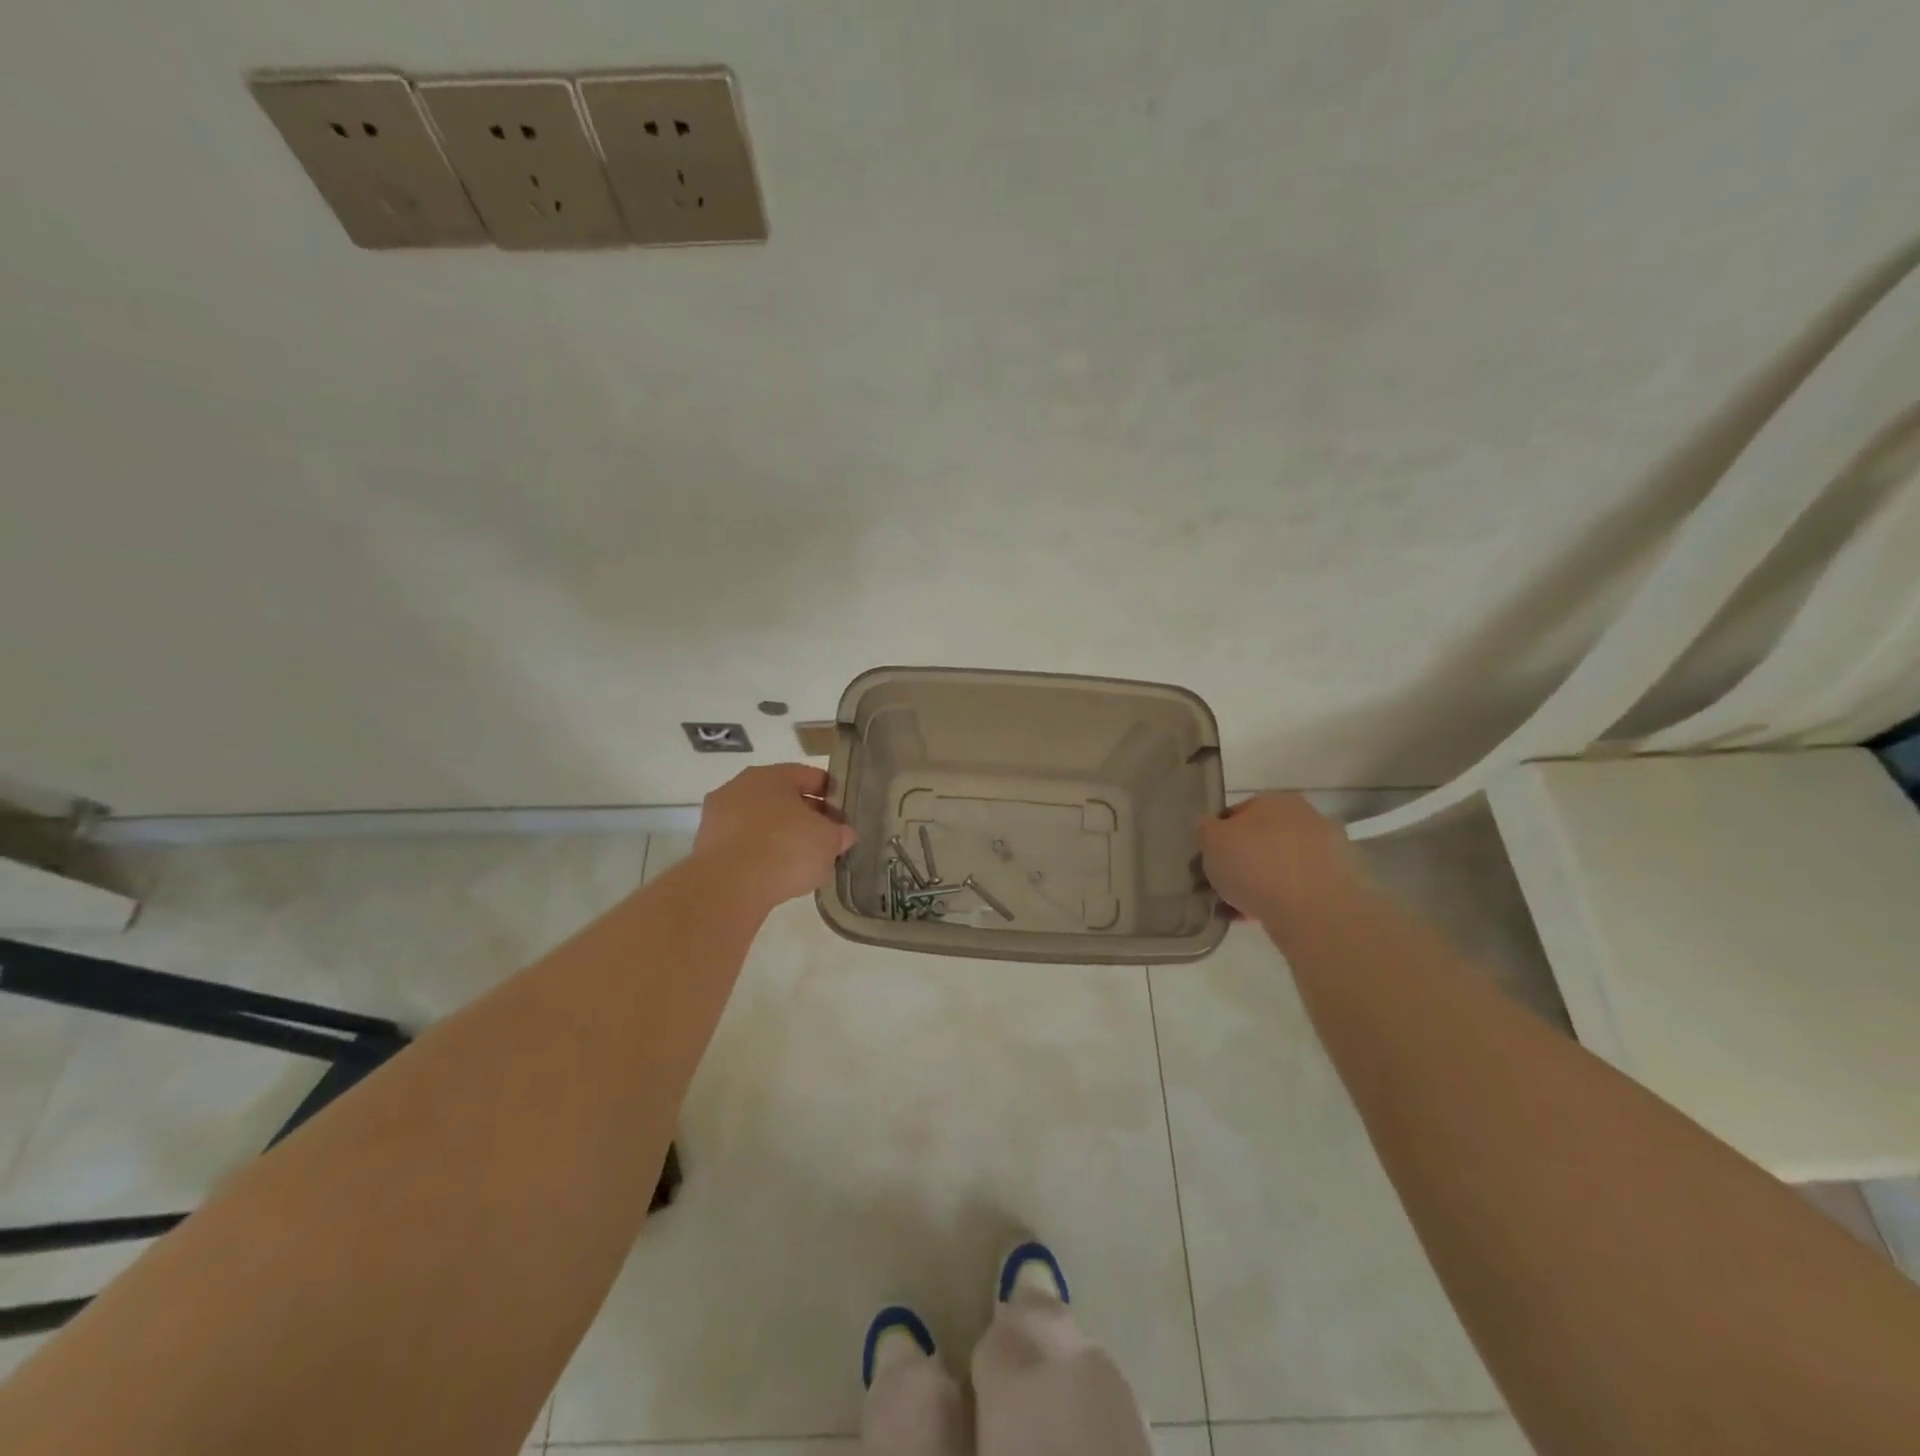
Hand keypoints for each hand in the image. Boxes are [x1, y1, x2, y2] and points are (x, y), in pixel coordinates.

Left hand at [691, 764, 856, 906]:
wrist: (730, 886)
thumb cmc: (786, 848)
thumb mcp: (828, 840)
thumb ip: (839, 833)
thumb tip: (842, 833)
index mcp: (771, 775)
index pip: (808, 776)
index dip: (830, 792)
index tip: (843, 812)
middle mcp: (739, 788)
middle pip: (782, 798)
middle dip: (805, 815)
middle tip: (826, 837)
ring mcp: (718, 817)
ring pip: (760, 821)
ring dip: (780, 835)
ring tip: (802, 860)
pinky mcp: (706, 847)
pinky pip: (743, 845)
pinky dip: (760, 854)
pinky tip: (776, 873)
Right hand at [1200, 792, 1356, 921]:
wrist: (1313, 912)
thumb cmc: (1255, 865)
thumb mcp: (1211, 840)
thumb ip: (1206, 830)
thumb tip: (1211, 830)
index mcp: (1275, 800)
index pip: (1236, 813)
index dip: (1216, 838)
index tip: (1207, 861)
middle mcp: (1306, 818)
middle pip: (1260, 840)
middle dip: (1240, 861)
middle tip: (1221, 885)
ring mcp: (1327, 851)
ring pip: (1278, 866)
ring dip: (1258, 883)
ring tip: (1235, 909)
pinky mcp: (1338, 884)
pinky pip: (1296, 889)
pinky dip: (1278, 900)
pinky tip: (1257, 918)